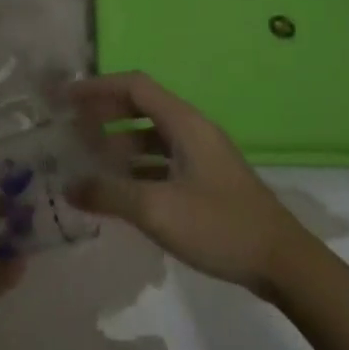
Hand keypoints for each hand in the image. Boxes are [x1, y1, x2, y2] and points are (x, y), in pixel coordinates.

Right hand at [68, 72, 315, 294]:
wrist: (283, 263)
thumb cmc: (220, 226)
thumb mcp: (158, 210)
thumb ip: (110, 195)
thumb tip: (69, 186)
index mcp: (184, 123)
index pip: (134, 86)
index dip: (98, 87)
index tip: (65, 97)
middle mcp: (192, 130)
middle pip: (141, 107)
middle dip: (104, 114)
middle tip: (69, 128)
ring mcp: (200, 156)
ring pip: (150, 137)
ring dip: (118, 144)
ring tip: (85, 160)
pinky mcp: (205, 181)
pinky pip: (161, 161)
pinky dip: (136, 168)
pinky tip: (117, 191)